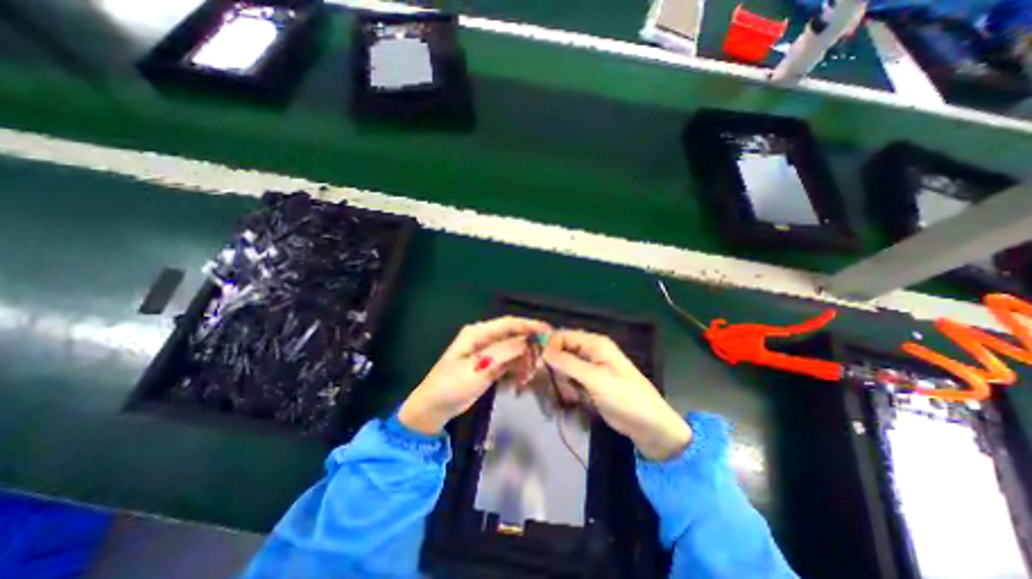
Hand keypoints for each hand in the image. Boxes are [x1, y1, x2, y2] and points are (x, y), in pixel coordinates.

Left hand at [397, 316, 557, 432]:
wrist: (434, 407)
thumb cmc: (451, 385)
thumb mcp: (476, 368)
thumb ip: (502, 353)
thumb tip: (526, 340)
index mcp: (478, 333)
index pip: (508, 323)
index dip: (529, 325)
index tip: (549, 330)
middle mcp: (484, 339)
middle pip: (513, 336)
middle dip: (529, 345)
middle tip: (545, 357)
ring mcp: (487, 352)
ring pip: (513, 350)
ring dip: (524, 359)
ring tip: (532, 373)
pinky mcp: (489, 365)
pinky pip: (509, 362)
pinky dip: (517, 369)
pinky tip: (523, 379)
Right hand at [540, 330, 691, 461]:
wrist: (649, 425)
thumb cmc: (624, 397)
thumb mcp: (595, 379)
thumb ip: (568, 363)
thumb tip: (544, 351)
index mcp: (595, 343)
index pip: (564, 335)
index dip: (550, 346)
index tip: (541, 364)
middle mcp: (591, 351)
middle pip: (563, 350)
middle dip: (555, 365)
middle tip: (557, 383)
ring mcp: (591, 367)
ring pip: (565, 365)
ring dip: (562, 379)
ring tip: (570, 395)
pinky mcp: (590, 381)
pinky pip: (571, 378)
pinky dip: (568, 386)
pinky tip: (573, 398)